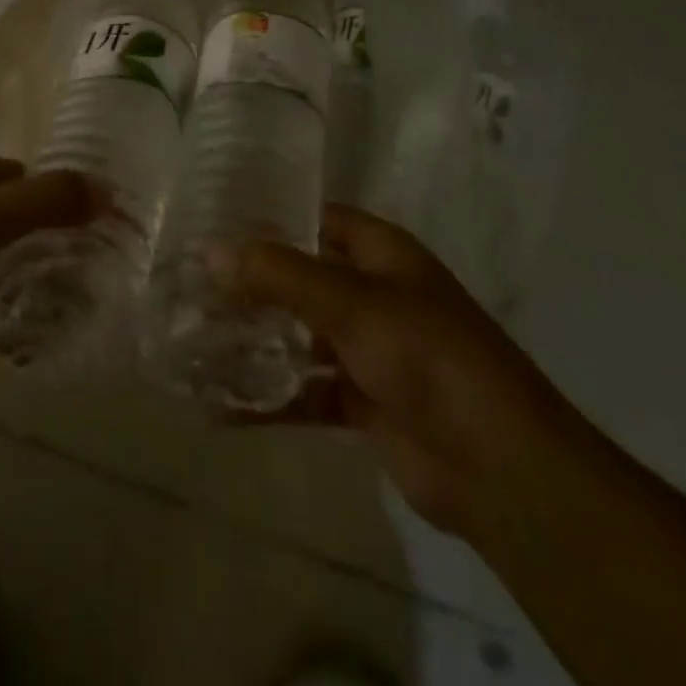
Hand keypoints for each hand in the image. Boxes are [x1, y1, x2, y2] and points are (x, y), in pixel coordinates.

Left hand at [0, 154, 97, 397]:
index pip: (15, 174)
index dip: (53, 195)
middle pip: (0, 215)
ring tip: (64, 297)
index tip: (91, 226)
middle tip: (83, 266)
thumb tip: (108, 189)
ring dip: (17, 273)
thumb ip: (45, 201)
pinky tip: (23, 324)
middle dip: (39, 237)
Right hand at [224, 204, 572, 539]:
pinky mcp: (363, 402)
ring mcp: (370, 350)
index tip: (214, 223)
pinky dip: (269, 397)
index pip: (319, 220)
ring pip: (298, 336)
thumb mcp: (350, 302)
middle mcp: (375, 295)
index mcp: (383, 255)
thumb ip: (278, 274)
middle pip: (301, 278)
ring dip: (255, 341)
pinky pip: (305, 391)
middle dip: (251, 285)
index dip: (271, 218)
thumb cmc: (427, 356)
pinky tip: (220, 405)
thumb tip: (207, 248)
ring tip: (192, 341)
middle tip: (188, 286)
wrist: (497, 467)